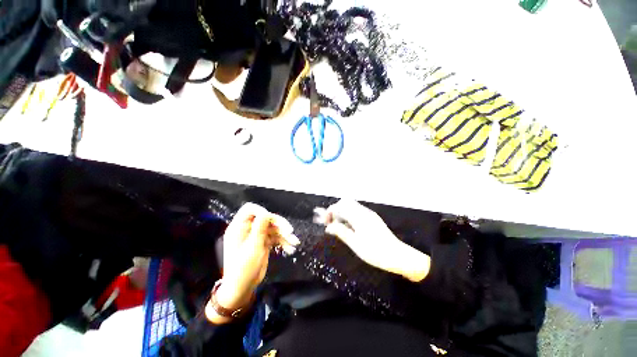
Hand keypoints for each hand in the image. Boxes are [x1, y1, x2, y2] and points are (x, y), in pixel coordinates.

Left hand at [207, 203, 298, 323]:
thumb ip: (260, 228)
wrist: (242, 288)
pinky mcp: (263, 242)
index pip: (250, 210)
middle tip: (290, 231)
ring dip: (284, 234)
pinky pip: (275, 237)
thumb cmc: (243, 268)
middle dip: (279, 224)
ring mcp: (257, 236)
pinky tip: (290, 248)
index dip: (261, 210)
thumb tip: (266, 213)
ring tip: (295, 242)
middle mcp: (249, 229)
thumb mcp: (253, 247)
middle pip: (266, 218)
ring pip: (273, 228)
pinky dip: (283, 242)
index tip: (272, 218)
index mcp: (240, 227)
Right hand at [316, 200, 430, 281]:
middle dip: (335, 210)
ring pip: (351, 207)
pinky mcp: (372, 219)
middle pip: (345, 202)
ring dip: (342, 213)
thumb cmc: (376, 252)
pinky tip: (347, 227)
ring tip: (336, 226)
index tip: (324, 222)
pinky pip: (356, 212)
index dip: (329, 212)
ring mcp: (369, 215)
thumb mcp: (356, 244)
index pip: (340, 207)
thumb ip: (341, 232)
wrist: (399, 256)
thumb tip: (329, 227)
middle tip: (330, 222)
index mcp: (359, 216)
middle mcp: (364, 212)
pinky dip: (348, 216)